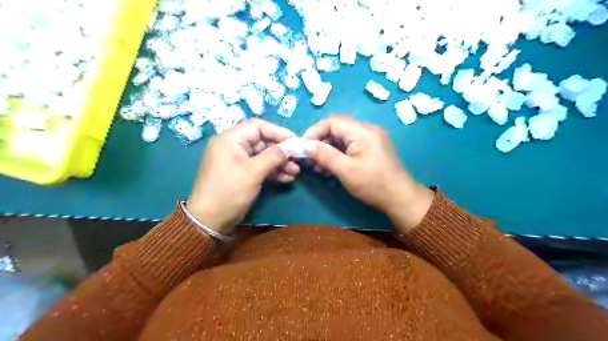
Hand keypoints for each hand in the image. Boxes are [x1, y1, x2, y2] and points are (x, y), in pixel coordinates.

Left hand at [187, 119, 298, 232]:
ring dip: (279, 163)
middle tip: (298, 159)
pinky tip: (287, 178)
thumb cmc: (229, 192)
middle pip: (262, 141)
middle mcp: (233, 146)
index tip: (295, 141)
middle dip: (281, 151)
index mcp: (230, 139)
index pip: (257, 126)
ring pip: (262, 156)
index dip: (278, 131)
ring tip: (295, 172)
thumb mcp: (253, 172)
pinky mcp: (241, 174)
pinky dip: (272, 171)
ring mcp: (237, 161)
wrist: (209, 221)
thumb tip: (290, 147)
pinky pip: (259, 167)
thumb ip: (273, 156)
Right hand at [302, 115, 431, 232]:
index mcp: (362, 131)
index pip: (331, 121)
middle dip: (319, 143)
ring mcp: (370, 139)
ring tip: (318, 168)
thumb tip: (304, 144)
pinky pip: (349, 146)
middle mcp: (367, 130)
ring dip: (327, 151)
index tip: (302, 148)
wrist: (400, 199)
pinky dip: (337, 155)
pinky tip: (330, 169)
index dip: (314, 132)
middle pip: (336, 129)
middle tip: (309, 160)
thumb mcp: (345, 170)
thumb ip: (324, 155)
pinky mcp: (371, 148)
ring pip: (341, 138)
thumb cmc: (373, 184)